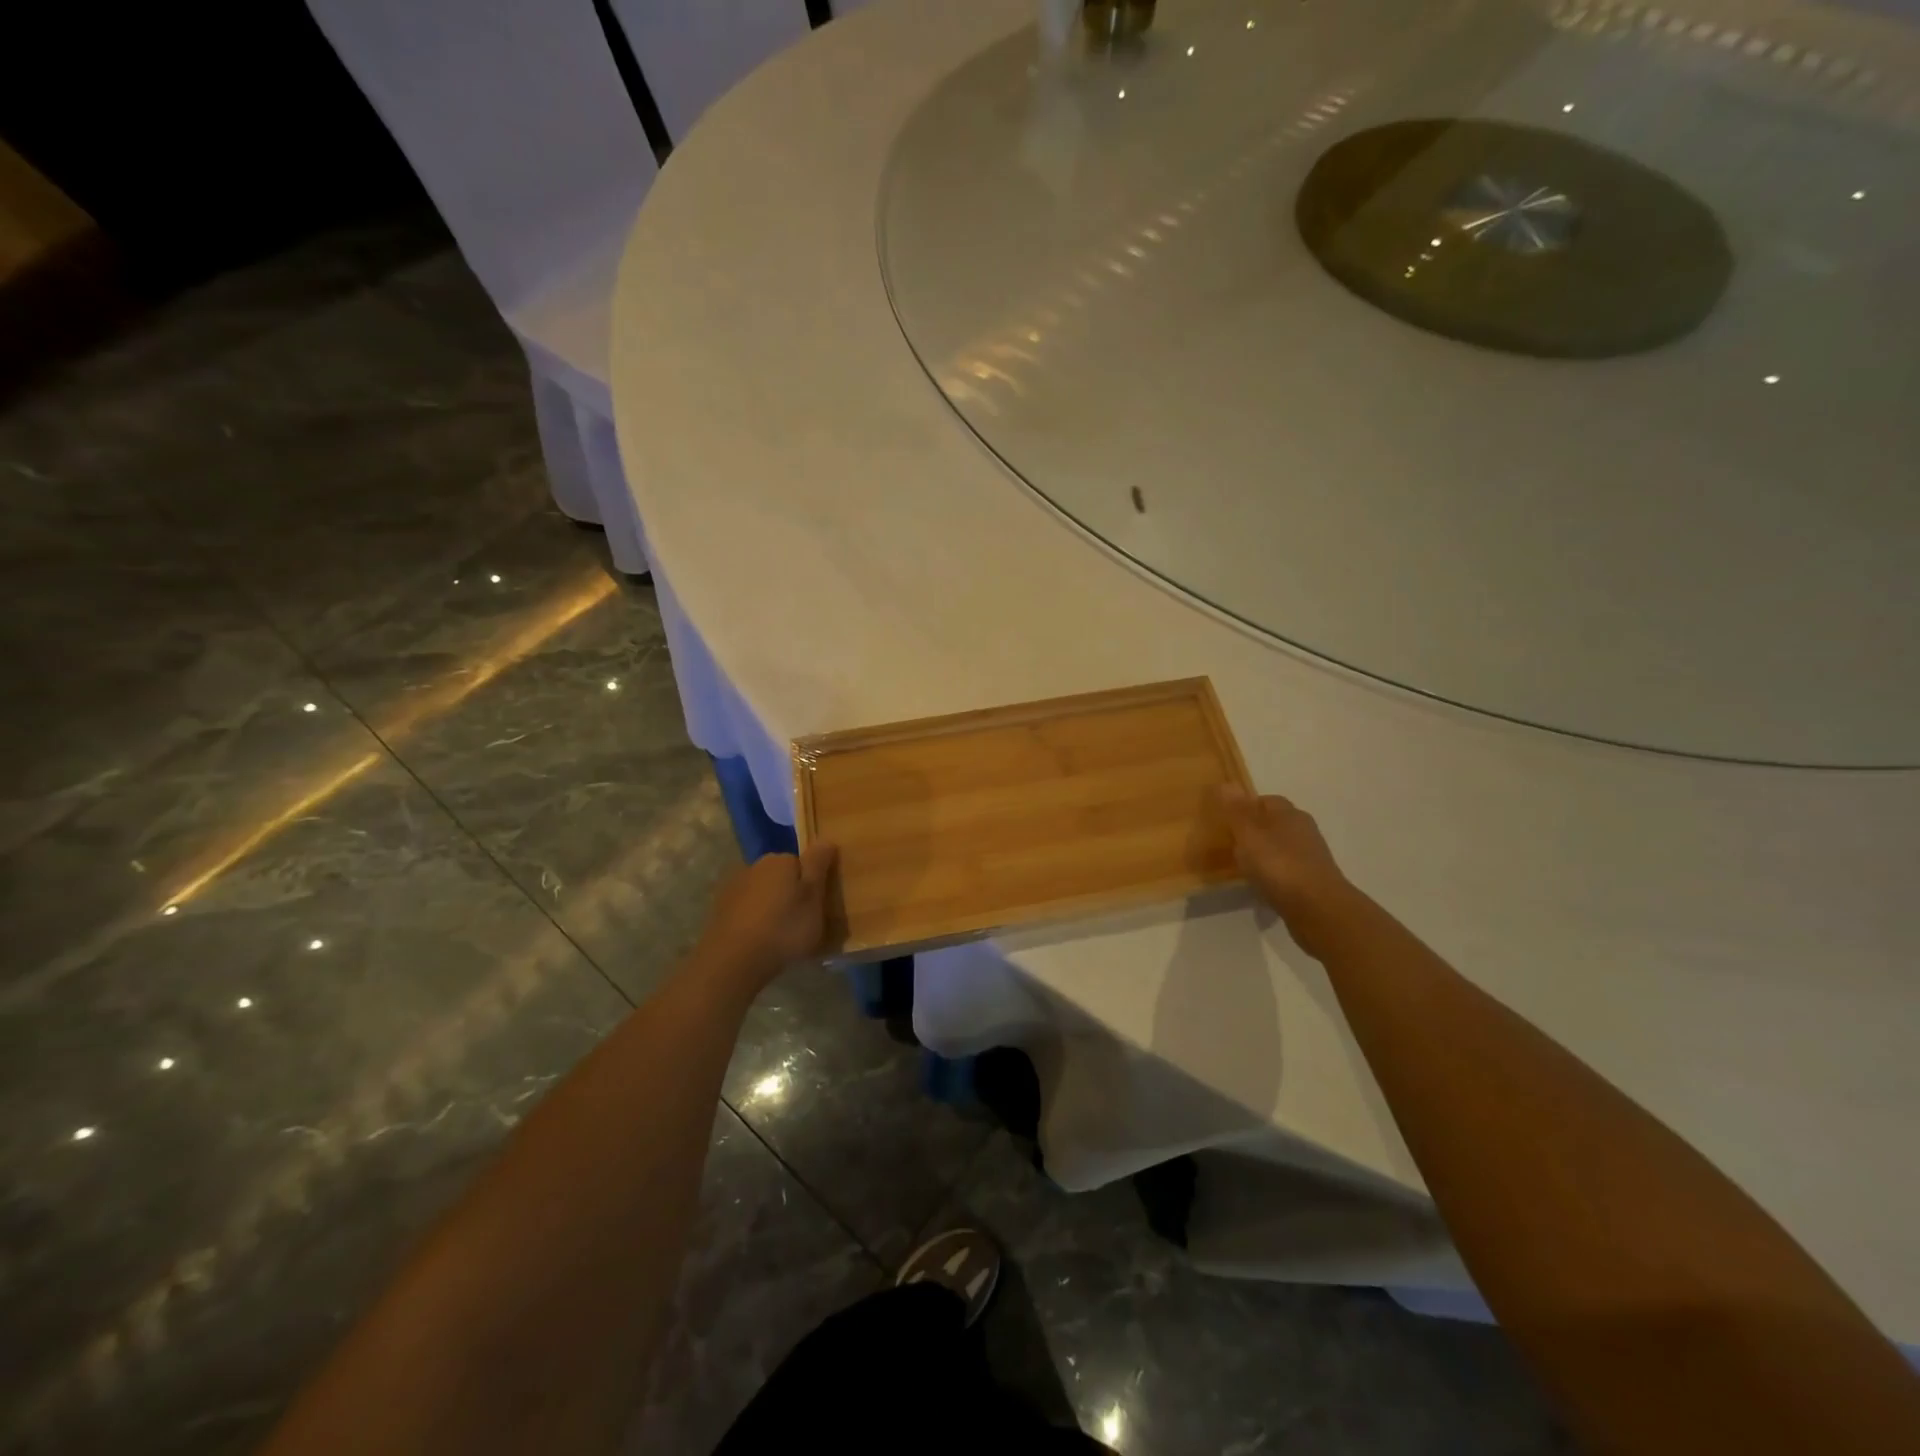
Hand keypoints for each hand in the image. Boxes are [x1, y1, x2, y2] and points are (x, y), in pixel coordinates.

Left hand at [693, 844, 837, 989]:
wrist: (733, 961)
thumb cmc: (783, 928)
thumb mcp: (813, 897)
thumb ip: (818, 866)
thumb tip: (825, 840)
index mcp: (780, 860)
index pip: (803, 862)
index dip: (813, 883)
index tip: (818, 905)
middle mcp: (755, 866)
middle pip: (781, 876)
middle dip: (791, 893)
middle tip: (802, 921)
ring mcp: (734, 888)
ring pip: (763, 893)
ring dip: (772, 907)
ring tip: (781, 935)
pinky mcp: (720, 910)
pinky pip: (747, 910)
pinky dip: (755, 919)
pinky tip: (760, 940)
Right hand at [1217, 786, 1360, 954]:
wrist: (1318, 909)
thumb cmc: (1279, 865)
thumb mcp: (1249, 834)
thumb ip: (1236, 810)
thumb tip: (1226, 783)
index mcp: (1289, 814)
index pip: (1265, 800)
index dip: (1245, 807)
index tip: (1225, 820)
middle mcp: (1303, 831)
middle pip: (1274, 824)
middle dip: (1254, 831)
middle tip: (1229, 843)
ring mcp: (1310, 857)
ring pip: (1280, 848)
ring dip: (1263, 854)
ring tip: (1241, 867)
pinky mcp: (1312, 882)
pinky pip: (1286, 871)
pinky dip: (1272, 875)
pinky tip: (1260, 886)